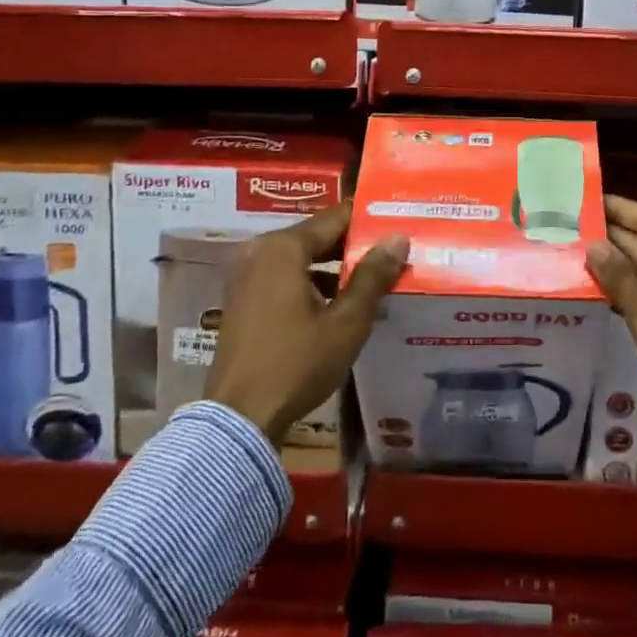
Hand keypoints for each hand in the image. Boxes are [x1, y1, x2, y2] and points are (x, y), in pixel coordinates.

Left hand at [203, 204, 408, 445]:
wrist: (239, 419)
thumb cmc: (296, 364)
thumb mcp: (346, 322)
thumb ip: (372, 276)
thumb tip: (398, 238)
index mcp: (283, 248)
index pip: (334, 217)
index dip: (367, 218)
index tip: (397, 220)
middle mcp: (260, 252)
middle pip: (316, 236)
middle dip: (352, 244)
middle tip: (391, 249)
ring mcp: (245, 277)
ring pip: (300, 258)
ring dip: (333, 266)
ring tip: (372, 276)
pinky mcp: (241, 301)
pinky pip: (284, 277)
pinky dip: (310, 282)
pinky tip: (338, 302)